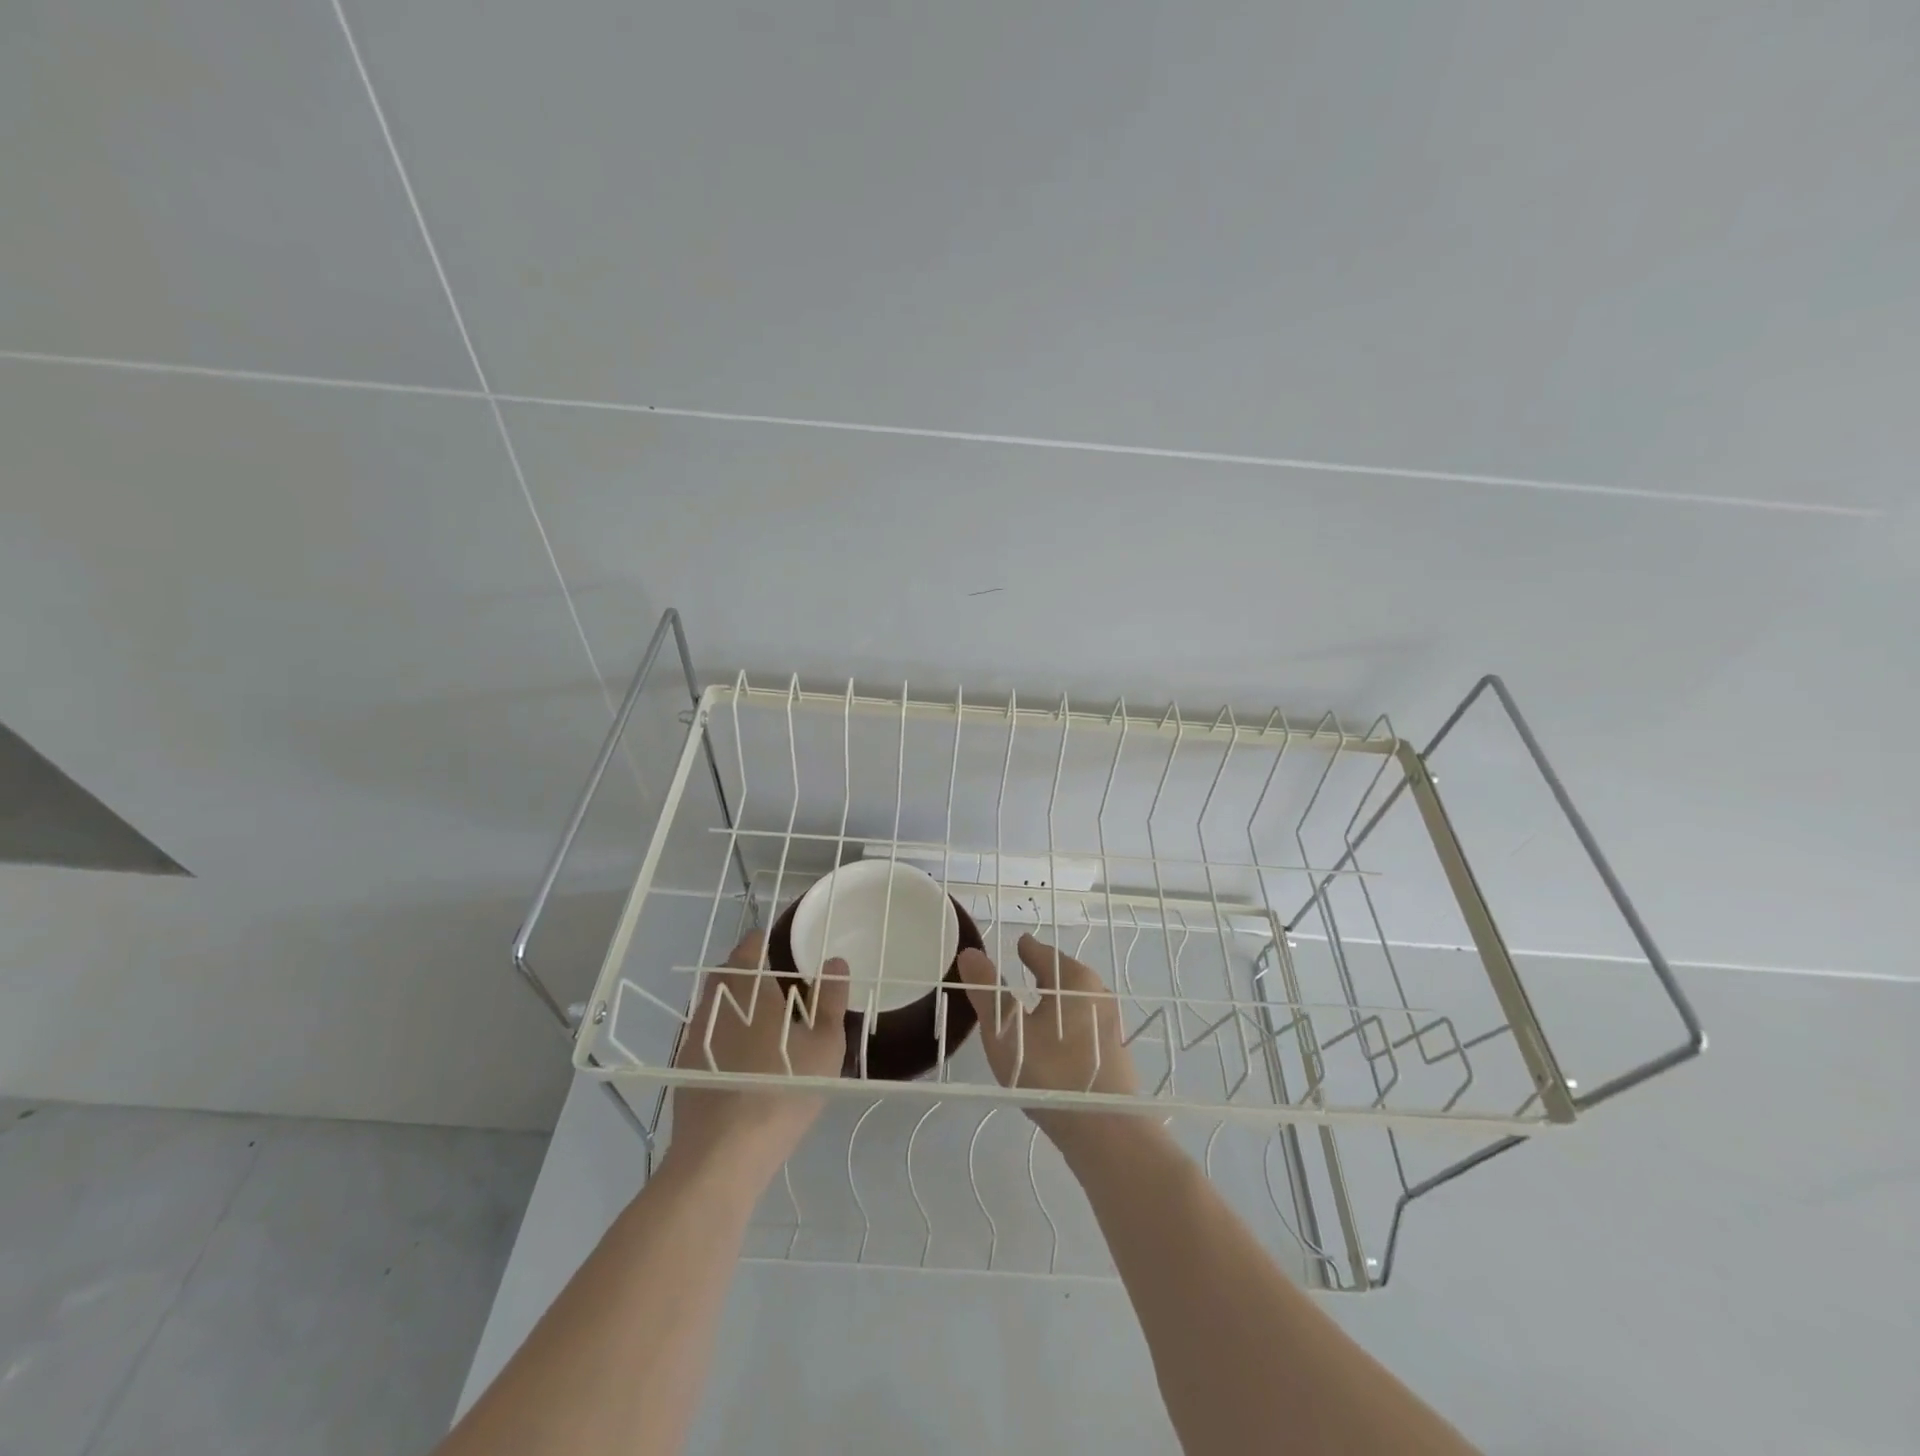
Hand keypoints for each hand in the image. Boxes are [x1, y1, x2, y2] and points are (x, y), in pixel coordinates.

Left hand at [667, 930, 847, 1182]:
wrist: (723, 1154)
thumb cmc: (782, 1088)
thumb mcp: (824, 1043)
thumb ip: (831, 998)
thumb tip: (835, 961)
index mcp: (749, 989)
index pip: (749, 947)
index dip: (764, 943)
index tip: (782, 950)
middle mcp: (716, 1004)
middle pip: (727, 974)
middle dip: (748, 972)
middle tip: (778, 986)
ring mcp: (694, 1037)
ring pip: (714, 1005)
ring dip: (734, 1005)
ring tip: (762, 1024)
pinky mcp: (684, 1069)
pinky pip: (706, 1036)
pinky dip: (723, 1035)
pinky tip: (741, 1059)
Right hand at [955, 934, 1139, 1150]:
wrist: (1107, 1132)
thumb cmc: (1052, 1074)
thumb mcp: (1007, 1031)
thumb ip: (987, 991)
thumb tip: (970, 952)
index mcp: (1075, 980)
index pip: (1044, 953)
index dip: (1027, 949)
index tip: (1018, 945)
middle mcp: (1099, 994)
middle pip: (1066, 975)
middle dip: (1045, 972)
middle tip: (1025, 972)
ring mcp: (1112, 1025)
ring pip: (1078, 1002)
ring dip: (1058, 1001)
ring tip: (1038, 1008)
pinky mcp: (1118, 1055)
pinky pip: (1086, 1026)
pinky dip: (1068, 1025)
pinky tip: (1058, 1044)